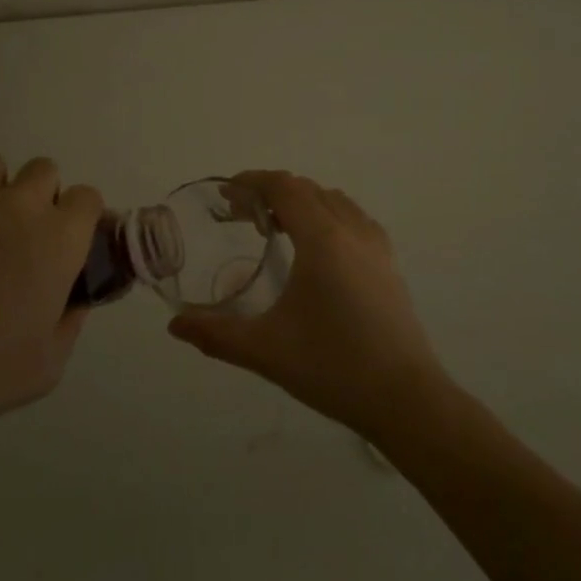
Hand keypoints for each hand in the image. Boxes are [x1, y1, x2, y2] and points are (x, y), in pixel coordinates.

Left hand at [0, 152, 101, 441]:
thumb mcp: (49, 363)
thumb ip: (70, 321)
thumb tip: (74, 301)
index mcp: (58, 240)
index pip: (86, 198)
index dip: (81, 216)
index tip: (69, 239)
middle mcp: (18, 206)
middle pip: (43, 170)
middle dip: (39, 194)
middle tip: (21, 233)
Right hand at [167, 170, 450, 437]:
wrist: (406, 399)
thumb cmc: (333, 367)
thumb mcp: (265, 351)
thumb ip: (216, 334)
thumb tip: (174, 326)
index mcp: (322, 239)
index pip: (285, 187)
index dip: (253, 181)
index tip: (227, 193)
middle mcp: (352, 231)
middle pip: (309, 189)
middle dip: (273, 191)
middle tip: (243, 216)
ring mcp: (377, 247)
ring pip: (335, 202)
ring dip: (303, 202)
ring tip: (277, 228)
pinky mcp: (390, 265)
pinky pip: (355, 220)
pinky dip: (329, 216)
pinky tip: (318, 250)